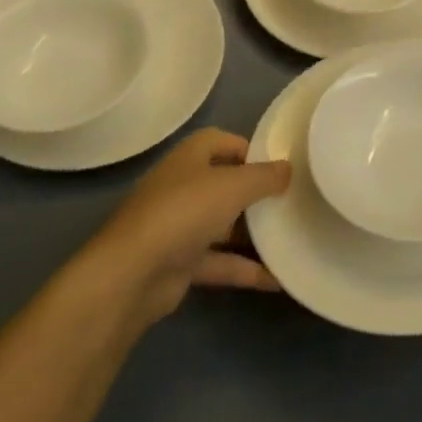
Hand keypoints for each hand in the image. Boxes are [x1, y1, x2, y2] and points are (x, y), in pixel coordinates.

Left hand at [94, 128, 290, 322]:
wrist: (132, 274)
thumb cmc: (184, 212)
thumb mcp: (233, 186)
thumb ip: (264, 176)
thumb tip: (288, 169)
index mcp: (189, 158)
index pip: (220, 141)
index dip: (249, 149)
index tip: (278, 166)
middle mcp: (181, 187)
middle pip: (223, 184)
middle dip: (254, 193)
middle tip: (289, 202)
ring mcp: (178, 227)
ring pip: (221, 225)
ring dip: (251, 234)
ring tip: (289, 238)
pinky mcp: (178, 263)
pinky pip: (218, 262)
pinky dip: (243, 269)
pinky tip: (276, 280)